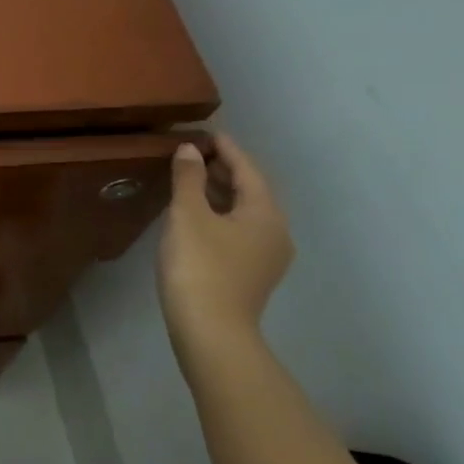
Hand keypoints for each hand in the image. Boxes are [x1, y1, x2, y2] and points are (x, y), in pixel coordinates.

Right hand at [156, 134, 294, 359]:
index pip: (248, 169)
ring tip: (191, 178)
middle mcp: (275, 232)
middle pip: (250, 190)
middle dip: (223, 169)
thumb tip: (190, 149)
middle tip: (193, 152)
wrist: (210, 331)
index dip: (227, 148)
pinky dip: (219, 213)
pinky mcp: (251, 273)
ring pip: (244, 212)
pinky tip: (196, 215)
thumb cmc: (200, 266)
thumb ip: (189, 178)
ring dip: (220, 192)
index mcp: (265, 213)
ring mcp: (266, 256)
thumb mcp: (188, 215)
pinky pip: (238, 230)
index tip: (206, 131)